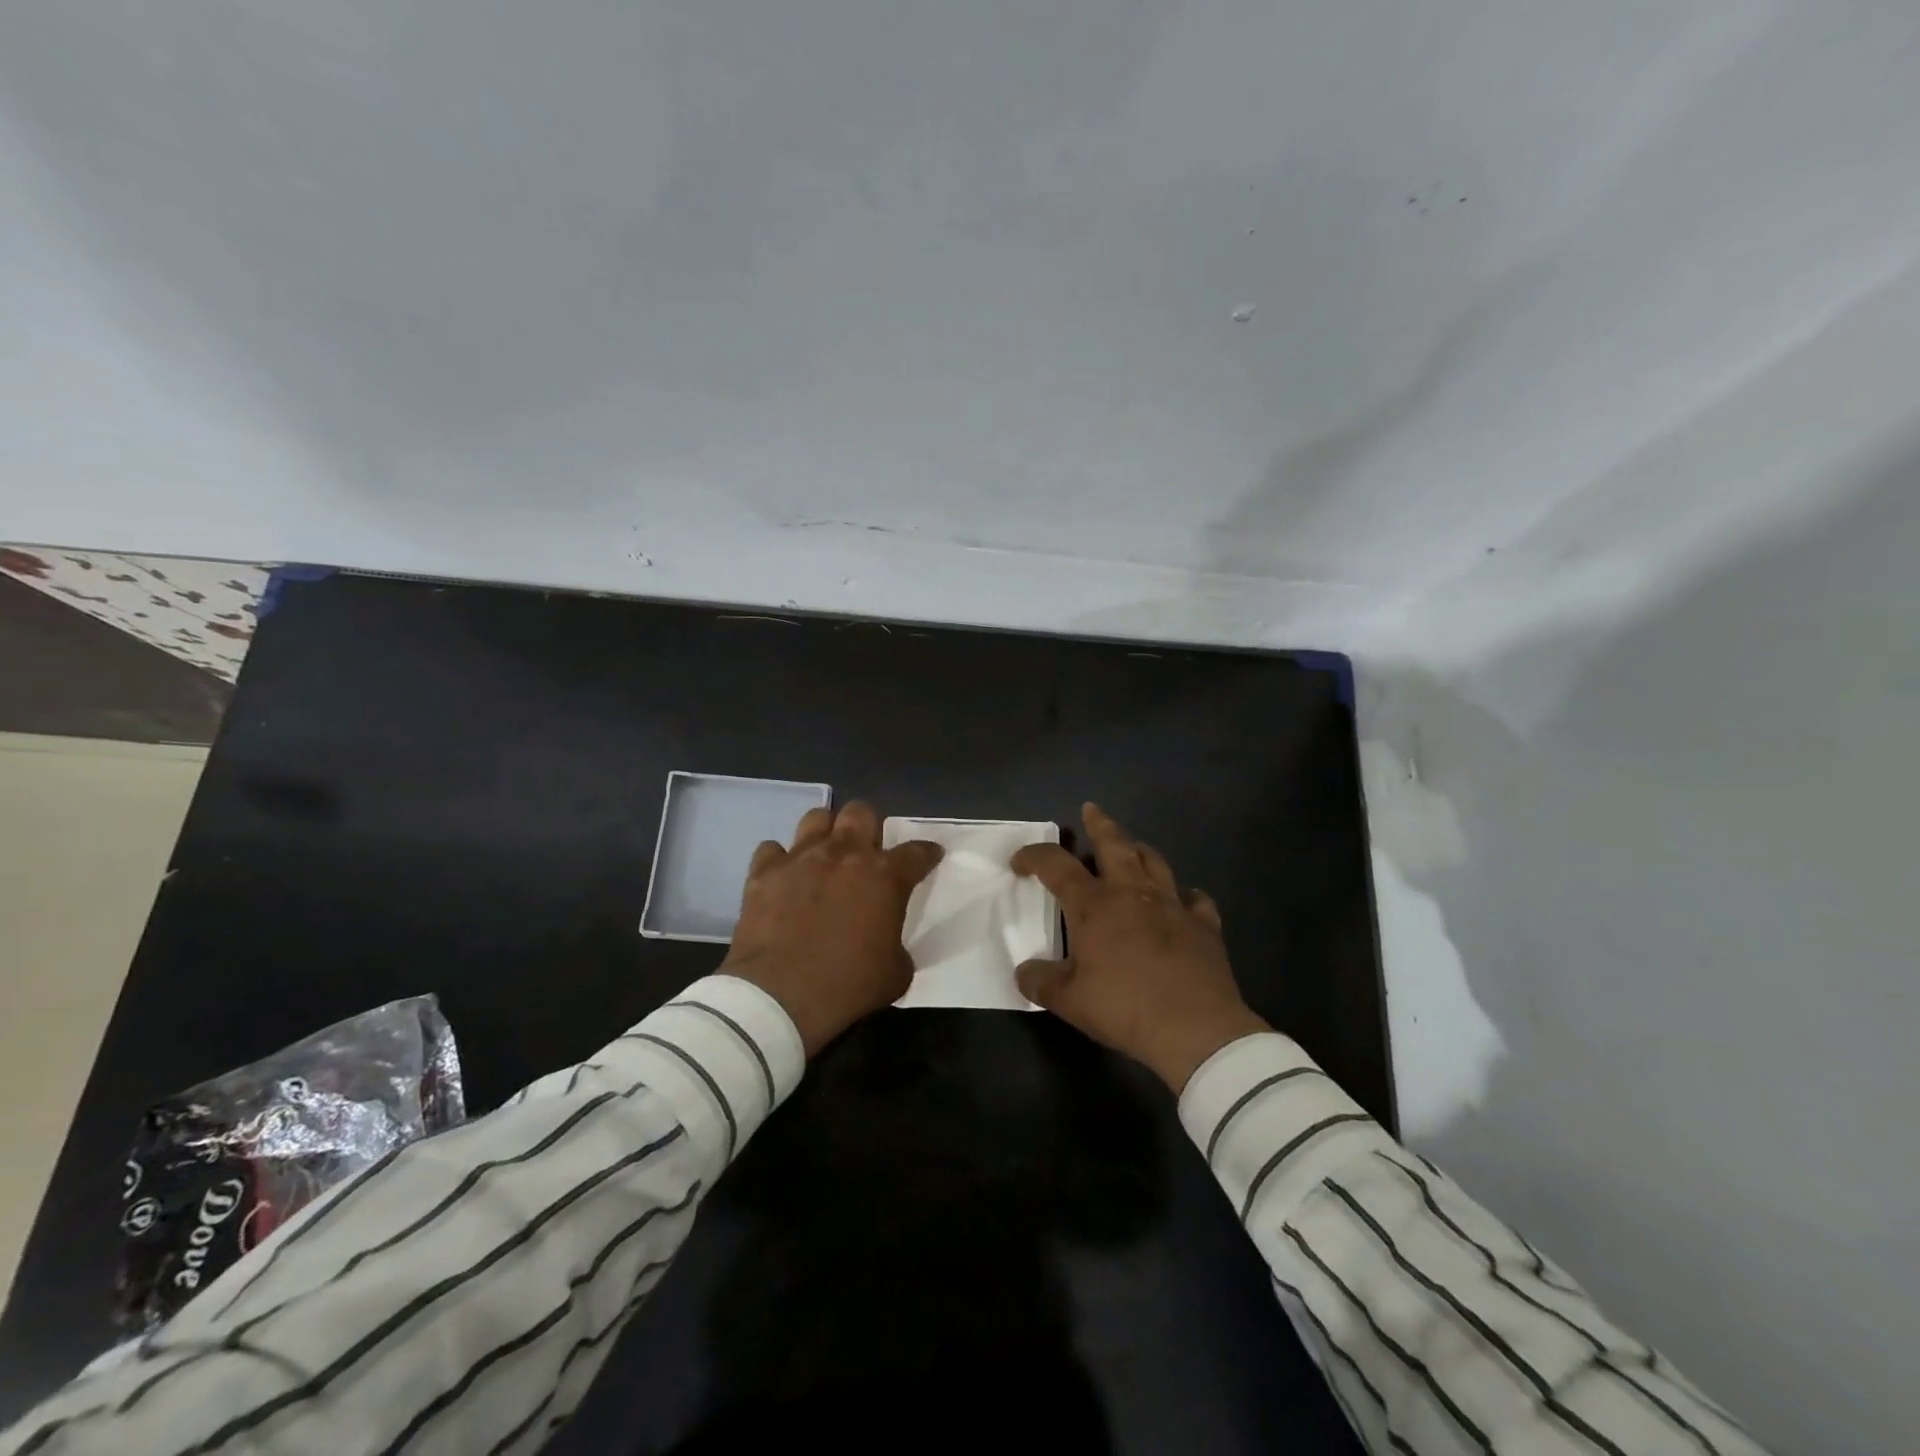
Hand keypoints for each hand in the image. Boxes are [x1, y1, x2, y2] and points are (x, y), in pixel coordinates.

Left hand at [720, 801, 942, 1057]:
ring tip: (826, 854)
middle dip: (869, 827)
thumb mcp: (896, 972)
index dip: (927, 853)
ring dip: (826, 832)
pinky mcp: (764, 872)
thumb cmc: (848, 987)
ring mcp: (801, 858)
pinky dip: (780, 860)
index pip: (917, 851)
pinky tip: (784, 877)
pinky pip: (772, 849)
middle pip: (862, 812)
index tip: (929, 856)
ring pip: (817, 817)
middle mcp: (844, 854)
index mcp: (885, 877)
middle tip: (867, 852)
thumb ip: (897, 943)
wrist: (779, 998)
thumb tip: (886, 941)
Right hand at [1012, 803, 1268, 1092]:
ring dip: (1139, 849)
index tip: (1019, 862)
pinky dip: (1185, 894)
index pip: (1056, 865)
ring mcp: (1172, 904)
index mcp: (1094, 905)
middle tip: (1091, 810)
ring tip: (1132, 847)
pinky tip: (1183, 899)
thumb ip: (1040, 982)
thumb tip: (1023, 972)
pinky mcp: (1204, 924)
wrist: (1195, 1028)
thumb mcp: (1068, 1001)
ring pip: (1155, 861)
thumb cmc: (1124, 1007)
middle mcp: (1132, 893)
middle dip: (1099, 824)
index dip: (1033, 857)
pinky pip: (1195, 899)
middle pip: (1114, 844)